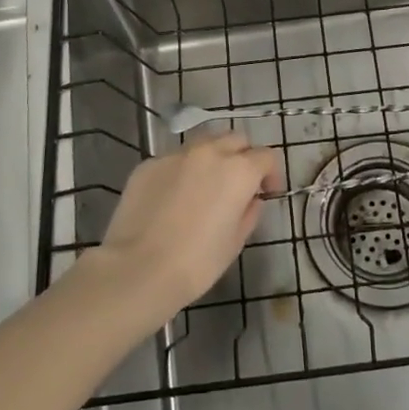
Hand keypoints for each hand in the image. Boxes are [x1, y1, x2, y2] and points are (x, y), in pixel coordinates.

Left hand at [98, 132, 281, 319]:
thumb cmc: (196, 263)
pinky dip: (182, 171)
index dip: (271, 174)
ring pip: (204, 143)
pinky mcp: (149, 164)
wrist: (138, 269)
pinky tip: (173, 198)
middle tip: (238, 185)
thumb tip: (250, 200)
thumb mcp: (235, 242)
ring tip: (205, 186)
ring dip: (213, 158)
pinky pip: (174, 160)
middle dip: (243, 157)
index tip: (267, 193)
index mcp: (238, 170)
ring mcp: (176, 155)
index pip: (266, 157)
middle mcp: (209, 152)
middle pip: (236, 140)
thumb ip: (249, 212)